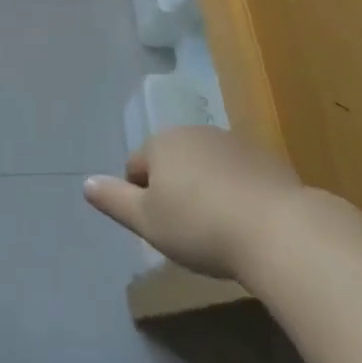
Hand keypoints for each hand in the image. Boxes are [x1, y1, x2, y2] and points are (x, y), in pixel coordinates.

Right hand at [84, 126, 302, 279]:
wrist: (275, 227)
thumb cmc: (200, 226)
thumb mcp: (148, 222)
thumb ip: (115, 200)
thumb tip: (85, 182)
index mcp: (160, 143)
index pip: (136, 166)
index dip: (140, 198)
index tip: (159, 228)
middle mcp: (191, 132)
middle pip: (171, 160)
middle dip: (174, 188)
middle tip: (187, 231)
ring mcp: (229, 141)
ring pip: (204, 164)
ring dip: (205, 187)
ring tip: (218, 228)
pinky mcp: (262, 157)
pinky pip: (237, 173)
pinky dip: (235, 191)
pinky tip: (246, 222)